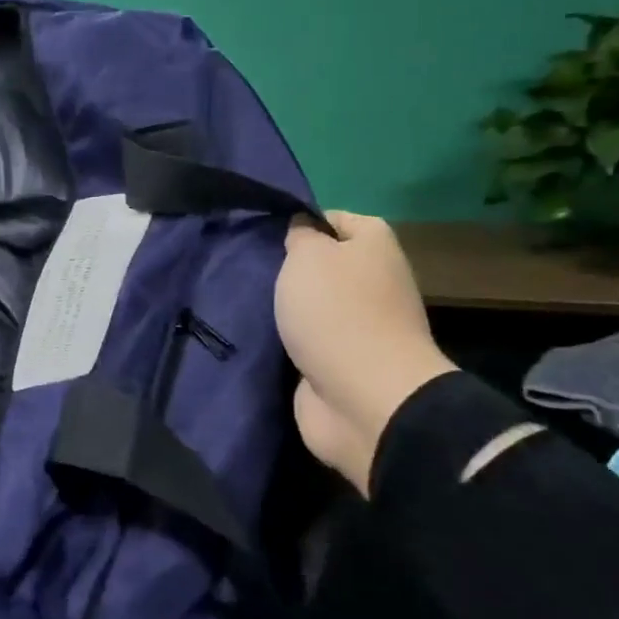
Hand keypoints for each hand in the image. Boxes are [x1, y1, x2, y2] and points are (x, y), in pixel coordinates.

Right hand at [276, 212, 454, 493]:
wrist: (363, 399)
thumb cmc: (337, 312)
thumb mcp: (309, 255)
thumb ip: (301, 235)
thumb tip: (303, 228)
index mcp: (375, 245)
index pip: (334, 219)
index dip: (301, 222)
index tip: (267, 235)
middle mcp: (373, 281)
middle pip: (322, 265)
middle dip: (288, 268)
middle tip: (250, 269)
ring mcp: (360, 326)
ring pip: (311, 304)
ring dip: (284, 307)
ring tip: (243, 300)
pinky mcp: (341, 362)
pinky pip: (306, 340)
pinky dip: (285, 340)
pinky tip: (253, 334)